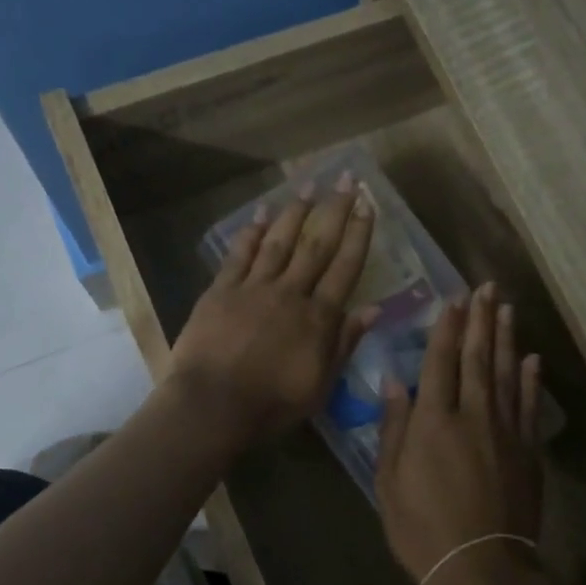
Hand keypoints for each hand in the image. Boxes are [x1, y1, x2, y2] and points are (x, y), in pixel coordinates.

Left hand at [167, 172, 377, 447]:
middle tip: (346, 179)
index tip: (368, 205)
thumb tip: (373, 309)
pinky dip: (250, 233)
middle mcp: (290, 293)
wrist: (213, 405)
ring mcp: (253, 288)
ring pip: (279, 242)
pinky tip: (259, 214)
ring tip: (308, 185)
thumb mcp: (320, 384)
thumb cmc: (272, 404)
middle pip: (316, 245)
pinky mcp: (220, 291)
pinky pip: (239, 255)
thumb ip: (344, 343)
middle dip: (334, 210)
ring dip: (294, 212)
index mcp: (318, 318)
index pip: (345, 268)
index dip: (359, 235)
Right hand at [376, 283, 542, 584]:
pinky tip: (532, 359)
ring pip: (506, 374)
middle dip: (481, 320)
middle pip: (478, 357)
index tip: (453, 298)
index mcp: (433, 421)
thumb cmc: (422, 529)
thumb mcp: (389, 482)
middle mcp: (473, 415)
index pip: (440, 361)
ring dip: (506, 338)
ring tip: (507, 308)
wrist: (482, 569)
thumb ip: (394, 428)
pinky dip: (531, 381)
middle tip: (487, 287)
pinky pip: (529, 407)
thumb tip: (394, 382)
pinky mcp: (528, 451)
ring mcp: (506, 432)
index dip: (447, 328)